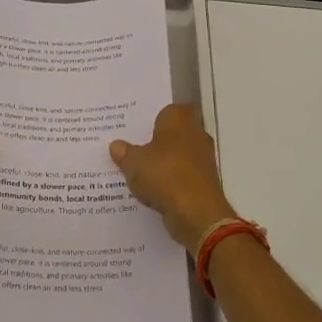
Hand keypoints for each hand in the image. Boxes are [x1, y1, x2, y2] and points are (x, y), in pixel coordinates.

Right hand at [110, 104, 237, 253]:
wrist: (197, 213)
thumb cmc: (164, 174)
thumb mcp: (134, 162)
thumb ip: (125, 152)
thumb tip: (116, 145)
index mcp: (179, 119)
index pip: (169, 109)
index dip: (155, 116)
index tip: (138, 125)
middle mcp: (196, 134)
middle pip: (175, 133)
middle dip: (158, 140)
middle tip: (134, 146)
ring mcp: (203, 160)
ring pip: (179, 156)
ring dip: (164, 163)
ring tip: (139, 170)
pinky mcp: (204, 183)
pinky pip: (182, 176)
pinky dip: (171, 182)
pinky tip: (152, 190)